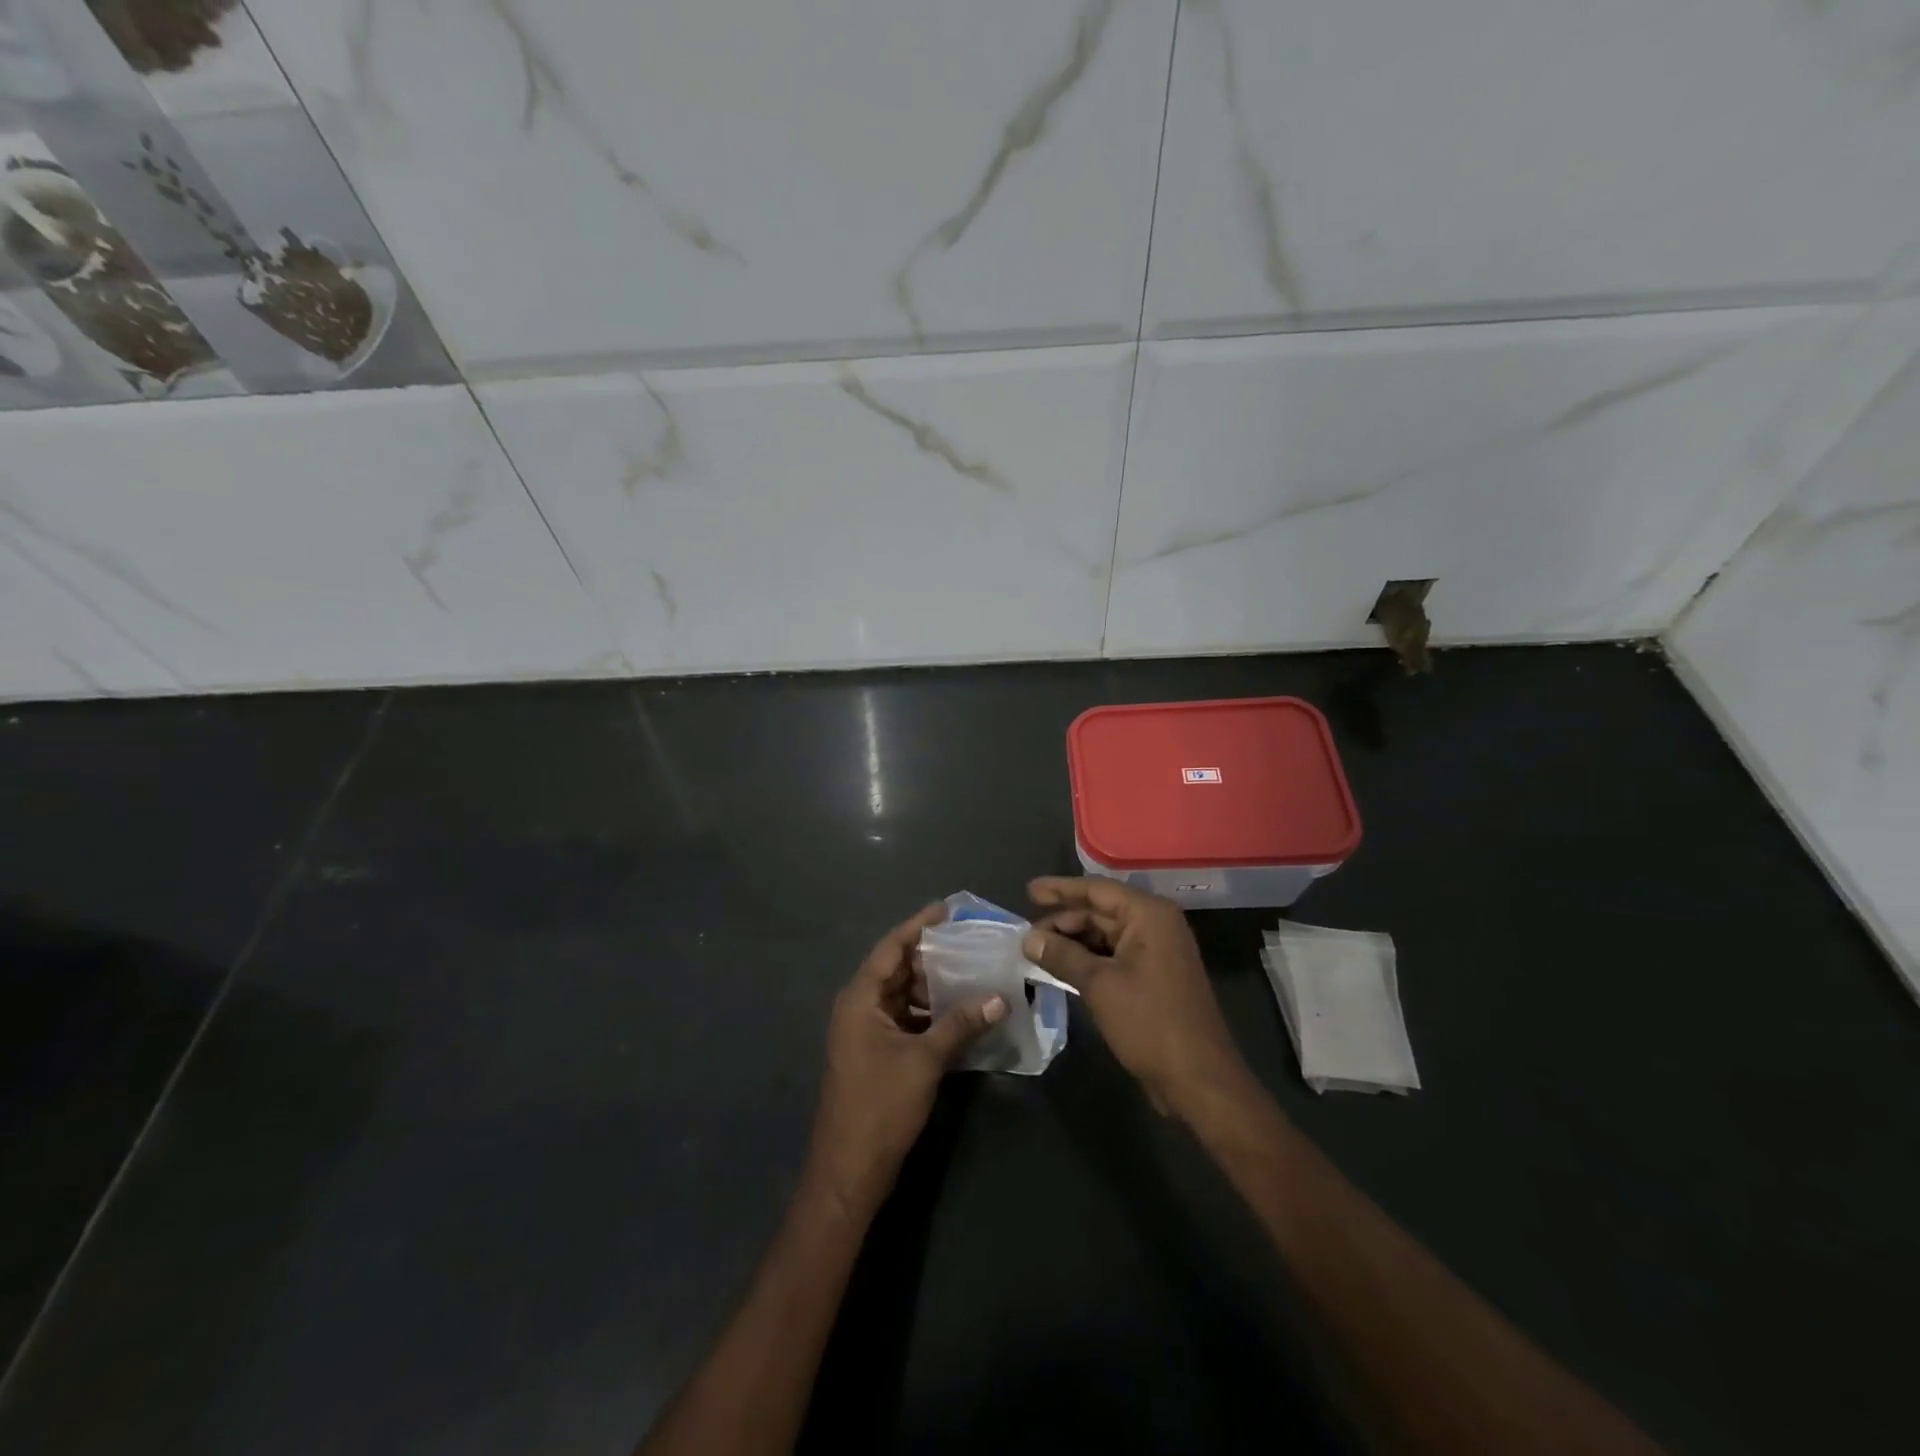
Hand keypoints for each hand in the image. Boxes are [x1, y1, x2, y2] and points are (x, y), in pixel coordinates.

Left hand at [805, 902, 1007, 1216]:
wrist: (849, 1170)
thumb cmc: (880, 1106)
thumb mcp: (924, 1061)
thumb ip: (961, 1025)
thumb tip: (1000, 998)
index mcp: (860, 999)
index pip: (891, 948)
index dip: (918, 925)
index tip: (947, 908)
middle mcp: (859, 1006)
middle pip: (897, 968)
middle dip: (932, 954)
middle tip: (970, 940)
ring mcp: (867, 1031)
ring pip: (904, 994)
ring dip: (934, 985)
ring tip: (973, 970)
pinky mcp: (877, 1052)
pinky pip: (906, 1018)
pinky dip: (930, 1011)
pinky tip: (960, 1010)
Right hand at [1023, 877, 1252, 1119]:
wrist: (1198, 1079)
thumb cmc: (1149, 1022)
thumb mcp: (1099, 985)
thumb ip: (1061, 955)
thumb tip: (1028, 938)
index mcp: (1148, 915)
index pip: (1096, 890)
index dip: (1060, 889)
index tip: (1028, 891)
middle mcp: (1155, 925)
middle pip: (1100, 912)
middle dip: (1063, 921)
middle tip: (1026, 935)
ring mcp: (1156, 952)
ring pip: (1105, 935)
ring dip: (1073, 942)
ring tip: (1037, 951)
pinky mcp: (1153, 977)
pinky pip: (1114, 956)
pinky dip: (1087, 960)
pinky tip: (1061, 968)